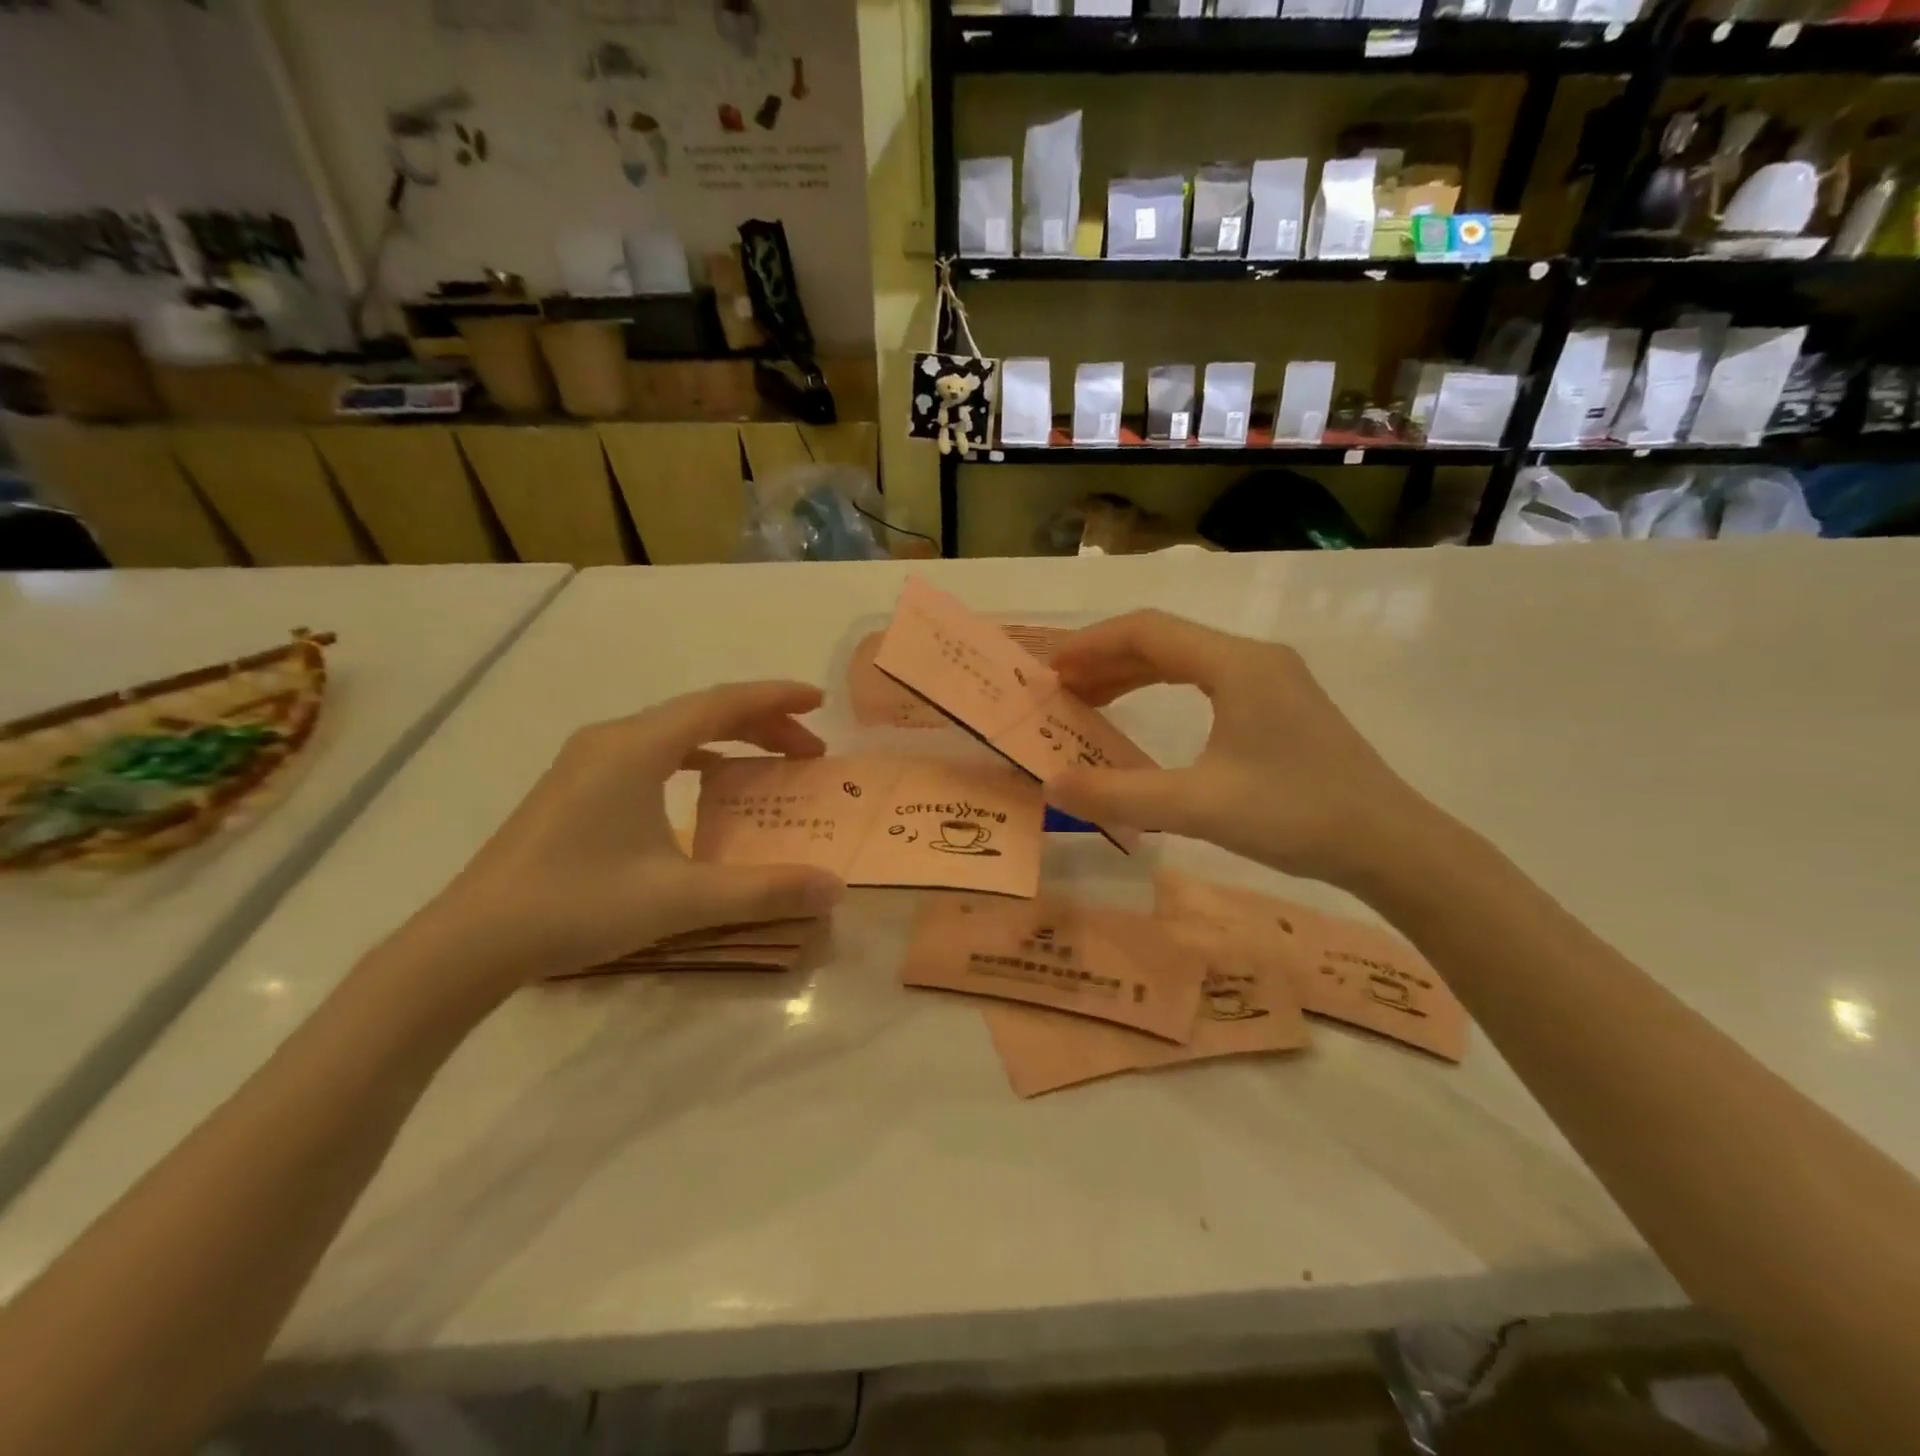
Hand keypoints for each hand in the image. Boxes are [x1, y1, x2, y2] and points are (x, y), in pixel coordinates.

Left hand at [395, 681, 845, 998]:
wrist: (469, 941)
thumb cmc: (578, 905)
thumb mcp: (681, 899)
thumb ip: (763, 890)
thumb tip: (835, 888)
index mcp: (637, 747)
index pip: (722, 704)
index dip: (775, 699)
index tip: (819, 702)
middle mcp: (612, 739)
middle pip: (701, 712)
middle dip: (761, 724)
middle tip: (809, 750)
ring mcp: (587, 760)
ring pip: (674, 730)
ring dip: (728, 739)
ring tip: (769, 762)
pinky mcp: (574, 786)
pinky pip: (650, 751)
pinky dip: (692, 756)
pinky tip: (704, 783)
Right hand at [1047, 611, 1439, 888]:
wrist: (1390, 844)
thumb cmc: (1295, 816)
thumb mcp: (1198, 806)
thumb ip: (1119, 794)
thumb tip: (1053, 784)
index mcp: (1236, 664)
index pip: (1147, 631)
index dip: (1091, 645)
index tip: (1049, 669)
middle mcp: (1253, 658)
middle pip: (1164, 640)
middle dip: (1106, 659)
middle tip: (1059, 689)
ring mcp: (1272, 679)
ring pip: (1186, 660)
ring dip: (1133, 675)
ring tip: (1088, 700)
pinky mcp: (1280, 704)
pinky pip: (1207, 681)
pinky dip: (1164, 690)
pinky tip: (1143, 714)